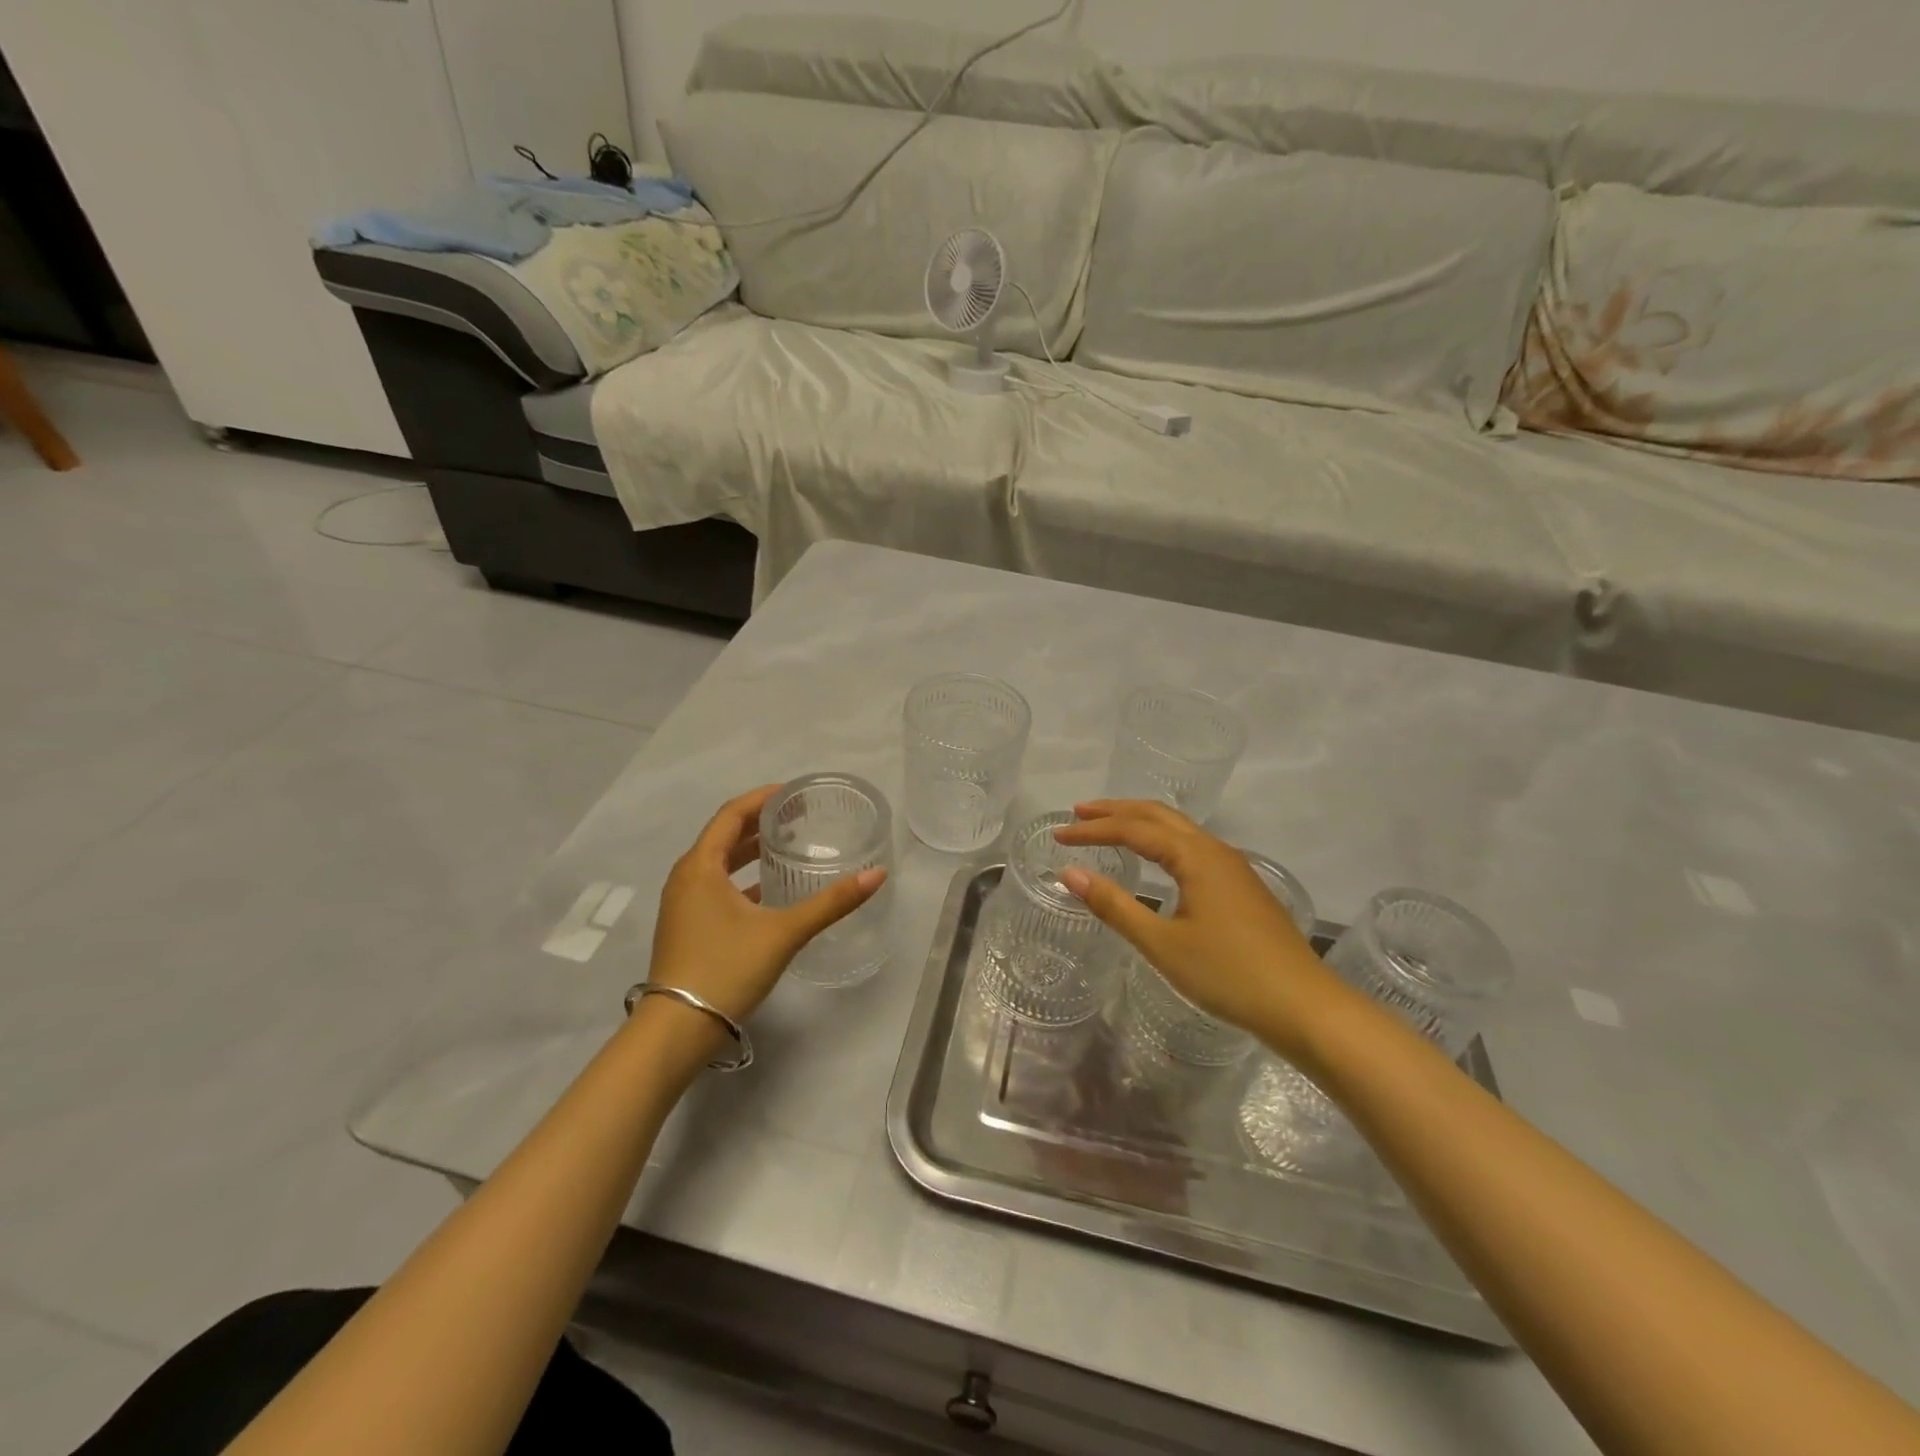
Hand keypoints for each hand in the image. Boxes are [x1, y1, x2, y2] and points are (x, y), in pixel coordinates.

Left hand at [647, 785, 886, 1027]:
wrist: (676, 1030)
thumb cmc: (726, 969)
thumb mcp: (784, 932)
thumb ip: (831, 902)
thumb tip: (878, 874)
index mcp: (700, 867)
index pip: (732, 814)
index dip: (763, 799)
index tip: (794, 793)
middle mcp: (686, 878)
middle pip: (724, 836)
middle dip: (760, 823)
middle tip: (798, 817)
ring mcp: (682, 904)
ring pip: (719, 863)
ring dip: (750, 850)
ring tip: (787, 846)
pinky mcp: (687, 926)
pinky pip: (716, 886)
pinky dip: (742, 878)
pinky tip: (769, 890)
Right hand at [1053, 801, 1336, 1059]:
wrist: (1304, 1005)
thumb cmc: (1228, 974)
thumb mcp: (1162, 943)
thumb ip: (1114, 905)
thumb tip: (1069, 873)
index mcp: (1195, 856)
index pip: (1133, 829)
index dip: (1093, 830)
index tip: (1058, 836)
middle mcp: (1215, 850)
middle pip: (1158, 815)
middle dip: (1116, 811)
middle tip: (1078, 813)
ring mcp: (1232, 867)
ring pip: (1179, 828)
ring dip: (1140, 822)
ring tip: (1108, 826)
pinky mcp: (1241, 886)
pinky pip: (1192, 845)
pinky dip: (1161, 839)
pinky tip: (1155, 858)